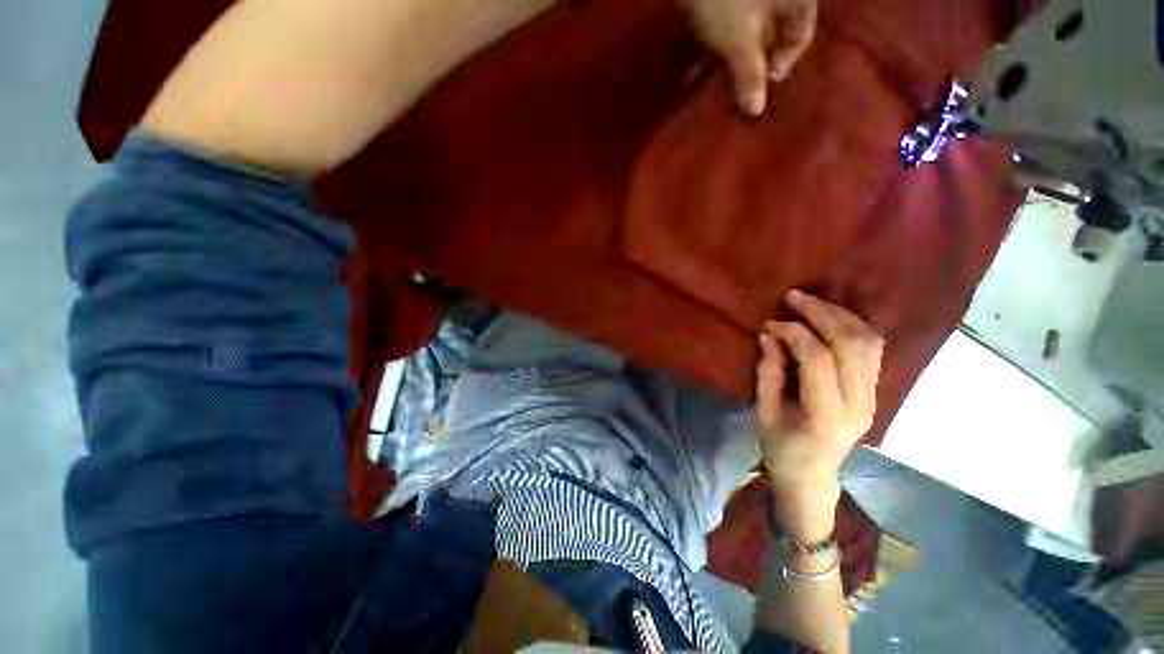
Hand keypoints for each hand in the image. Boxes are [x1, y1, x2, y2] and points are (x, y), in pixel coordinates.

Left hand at [679, 0, 816, 115]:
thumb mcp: (740, 40)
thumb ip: (749, 75)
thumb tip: (755, 110)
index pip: (800, 38)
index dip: (780, 65)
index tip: (759, 87)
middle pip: (769, 38)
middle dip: (746, 69)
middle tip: (729, 95)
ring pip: (744, 33)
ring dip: (725, 62)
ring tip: (706, 88)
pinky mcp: (721, 1)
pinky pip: (725, 25)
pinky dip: (711, 47)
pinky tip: (693, 70)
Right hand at [755, 290, 883, 510]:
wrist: (812, 476)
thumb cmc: (780, 448)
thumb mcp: (763, 411)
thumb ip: (768, 371)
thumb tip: (769, 335)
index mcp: (826, 414)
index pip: (819, 359)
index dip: (794, 333)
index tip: (771, 323)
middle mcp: (858, 403)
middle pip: (851, 344)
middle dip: (821, 314)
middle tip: (793, 297)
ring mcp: (872, 397)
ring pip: (869, 342)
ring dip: (840, 315)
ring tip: (812, 303)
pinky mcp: (874, 392)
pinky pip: (871, 350)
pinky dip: (852, 327)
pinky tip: (830, 318)